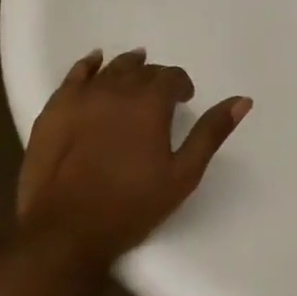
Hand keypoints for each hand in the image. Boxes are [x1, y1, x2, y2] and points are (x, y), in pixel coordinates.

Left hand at [16, 48, 251, 263]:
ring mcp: (82, 97)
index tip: (183, 101)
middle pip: (142, 70)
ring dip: (127, 67)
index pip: (172, 77)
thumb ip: (211, 132)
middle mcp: (117, 89)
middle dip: (155, 78)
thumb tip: (243, 100)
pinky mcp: (54, 110)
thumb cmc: (131, 205)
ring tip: (135, 71)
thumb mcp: (183, 174)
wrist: (65, 233)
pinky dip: (88, 65)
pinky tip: (95, 62)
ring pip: (111, 68)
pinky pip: (74, 75)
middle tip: (159, 97)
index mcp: (150, 101)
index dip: (181, 86)